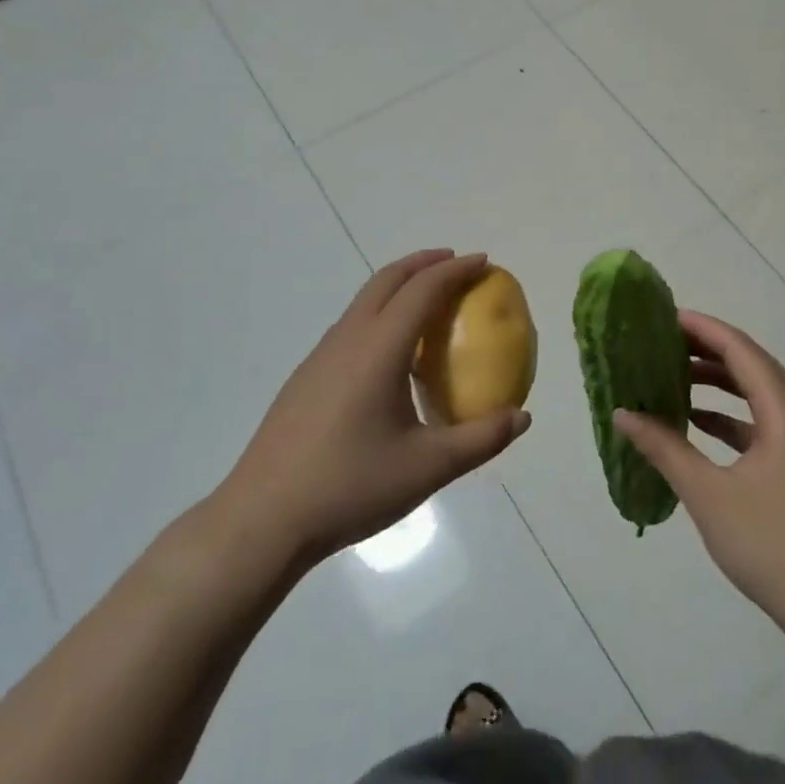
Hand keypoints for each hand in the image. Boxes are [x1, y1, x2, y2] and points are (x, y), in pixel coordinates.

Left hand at [209, 251, 531, 578]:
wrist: (262, 521)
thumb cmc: (350, 487)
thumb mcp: (427, 467)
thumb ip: (480, 440)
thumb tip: (522, 418)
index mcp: (379, 349)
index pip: (422, 290)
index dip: (456, 270)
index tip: (483, 262)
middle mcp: (348, 340)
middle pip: (388, 279)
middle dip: (424, 263)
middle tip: (456, 264)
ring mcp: (321, 357)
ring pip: (364, 300)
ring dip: (399, 285)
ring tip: (428, 300)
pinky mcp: (306, 378)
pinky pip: (352, 325)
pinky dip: (380, 313)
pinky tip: (391, 353)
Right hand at [613, 311, 784, 634]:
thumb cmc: (772, 544)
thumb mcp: (709, 494)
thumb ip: (665, 448)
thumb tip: (623, 414)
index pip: (739, 348)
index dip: (701, 328)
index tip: (663, 317)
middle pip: (750, 365)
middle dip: (706, 351)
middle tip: (660, 344)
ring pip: (757, 393)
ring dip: (718, 383)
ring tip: (671, 376)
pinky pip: (764, 421)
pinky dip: (731, 416)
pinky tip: (697, 423)